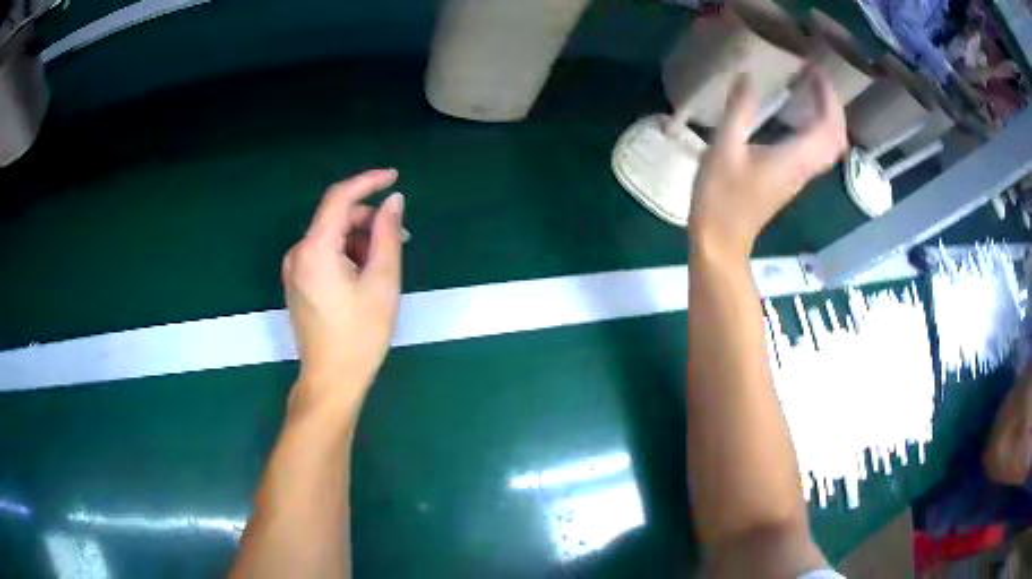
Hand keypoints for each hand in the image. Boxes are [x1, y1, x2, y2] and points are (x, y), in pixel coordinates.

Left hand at [282, 169, 404, 414]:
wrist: (331, 380)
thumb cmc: (360, 334)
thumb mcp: (382, 281)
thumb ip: (387, 234)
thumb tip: (393, 201)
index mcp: (315, 248)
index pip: (340, 197)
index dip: (368, 182)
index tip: (395, 178)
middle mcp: (298, 253)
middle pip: (335, 217)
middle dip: (368, 220)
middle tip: (401, 238)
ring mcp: (294, 269)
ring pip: (331, 236)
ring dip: (359, 239)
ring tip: (385, 263)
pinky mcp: (298, 283)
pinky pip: (323, 253)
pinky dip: (346, 254)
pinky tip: (365, 274)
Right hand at [689, 68, 846, 256]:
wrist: (722, 239)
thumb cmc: (721, 196)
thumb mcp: (724, 148)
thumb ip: (739, 110)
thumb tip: (747, 75)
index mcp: (795, 157)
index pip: (827, 124)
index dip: (827, 95)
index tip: (814, 69)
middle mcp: (806, 167)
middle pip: (836, 136)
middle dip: (833, 104)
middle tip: (817, 78)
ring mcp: (801, 176)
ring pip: (831, 146)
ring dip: (829, 117)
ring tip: (813, 92)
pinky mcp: (793, 179)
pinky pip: (819, 151)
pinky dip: (819, 130)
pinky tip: (802, 117)